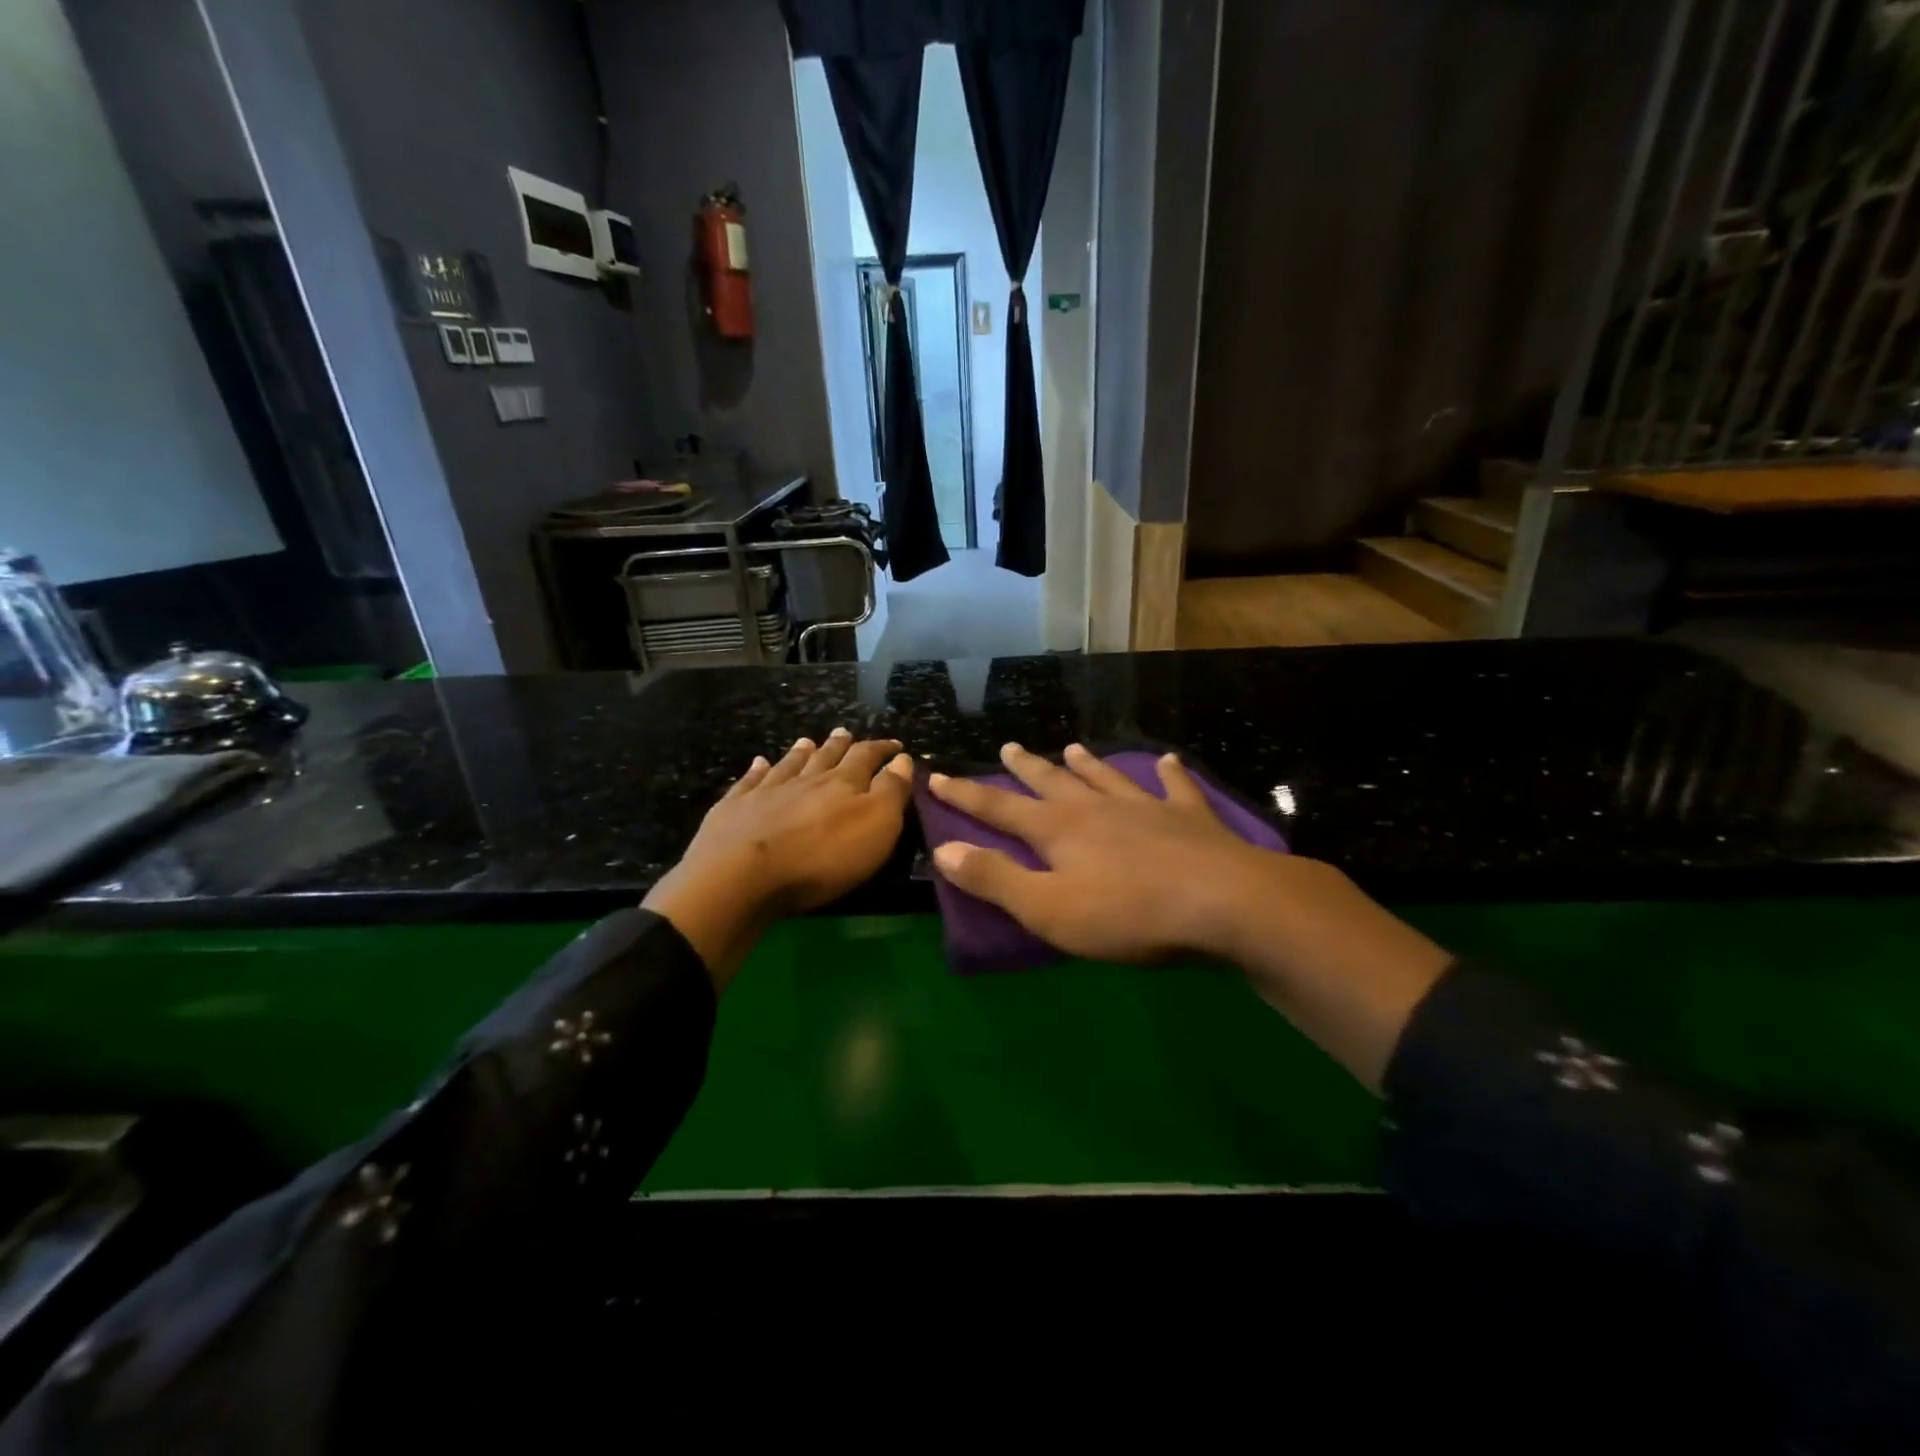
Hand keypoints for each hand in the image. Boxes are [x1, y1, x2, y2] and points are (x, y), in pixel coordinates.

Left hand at [644, 730, 913, 987]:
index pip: (867, 757)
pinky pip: (750, 781)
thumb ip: (891, 791)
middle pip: (826, 756)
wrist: (742, 875)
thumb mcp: (875, 827)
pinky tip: (759, 763)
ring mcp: (767, 791)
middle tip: (846, 733)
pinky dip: (757, 770)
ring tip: (807, 741)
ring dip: (801, 752)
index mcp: (843, 783)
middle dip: (840, 745)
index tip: (894, 746)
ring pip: (789, 764)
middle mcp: (806, 779)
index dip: (882, 749)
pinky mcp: (735, 808)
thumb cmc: (821, 857)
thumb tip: (902, 759)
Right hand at [930, 742, 1452, 1089]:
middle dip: (1026, 768)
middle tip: (1009, 747)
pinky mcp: (1191, 820)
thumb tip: (945, 850)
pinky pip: (1176, 789)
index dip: (965, 796)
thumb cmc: (1128, 915)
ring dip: (1087, 765)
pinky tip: (1169, 762)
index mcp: (1059, 830)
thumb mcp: (1048, 909)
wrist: (1225, 905)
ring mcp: (1146, 809)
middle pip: (1052, 782)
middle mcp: (1097, 809)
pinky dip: (1170, 775)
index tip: (938, 776)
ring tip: (1072, 748)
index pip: (999, 808)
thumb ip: (995, 879)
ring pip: (1107, 779)